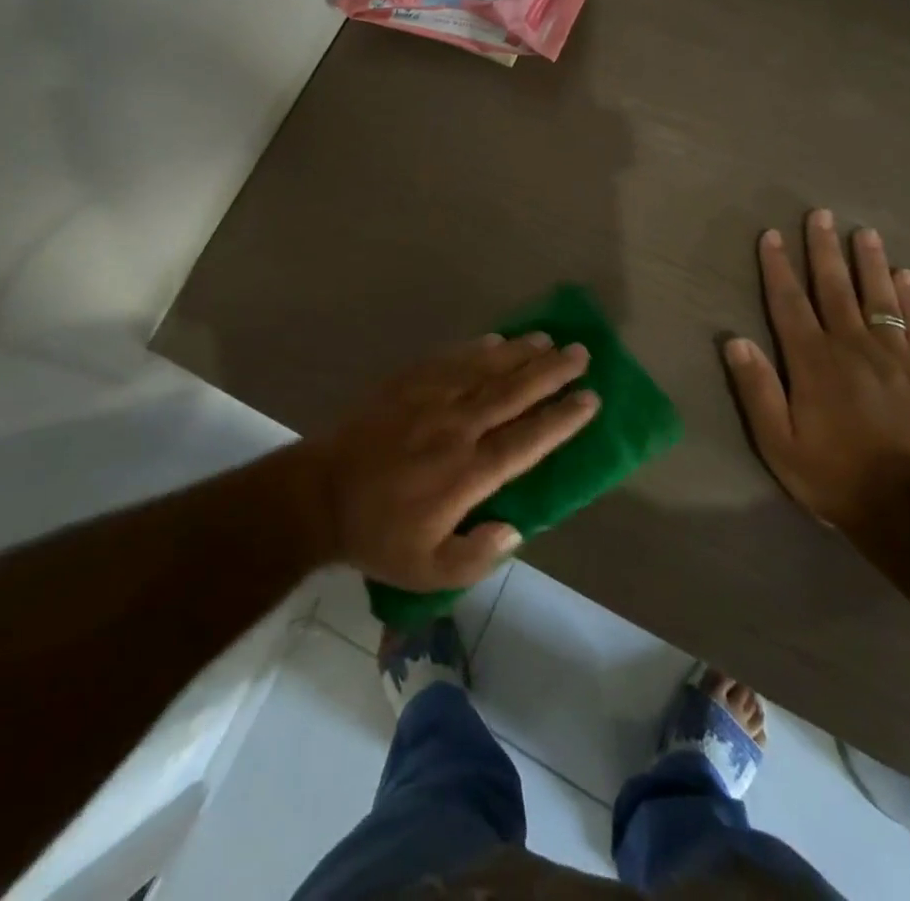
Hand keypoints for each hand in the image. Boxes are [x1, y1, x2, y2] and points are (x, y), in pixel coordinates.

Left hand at [306, 333, 597, 589]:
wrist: (318, 495)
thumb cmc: (377, 535)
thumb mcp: (428, 571)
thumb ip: (477, 556)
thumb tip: (516, 530)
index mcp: (467, 473)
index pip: (527, 440)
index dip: (562, 419)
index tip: (590, 398)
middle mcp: (456, 427)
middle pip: (513, 393)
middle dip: (551, 372)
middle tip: (580, 354)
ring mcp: (429, 400)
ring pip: (484, 369)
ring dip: (519, 353)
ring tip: (547, 338)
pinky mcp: (405, 384)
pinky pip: (448, 359)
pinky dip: (475, 348)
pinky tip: (494, 339)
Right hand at [724, 209, 909, 533]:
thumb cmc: (834, 476)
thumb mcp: (778, 443)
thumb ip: (757, 390)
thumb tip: (734, 341)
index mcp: (812, 362)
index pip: (789, 303)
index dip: (778, 267)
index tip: (772, 235)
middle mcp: (852, 347)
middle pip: (835, 288)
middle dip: (824, 250)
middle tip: (820, 214)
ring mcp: (896, 357)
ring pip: (879, 298)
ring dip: (869, 262)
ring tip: (864, 232)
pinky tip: (906, 276)